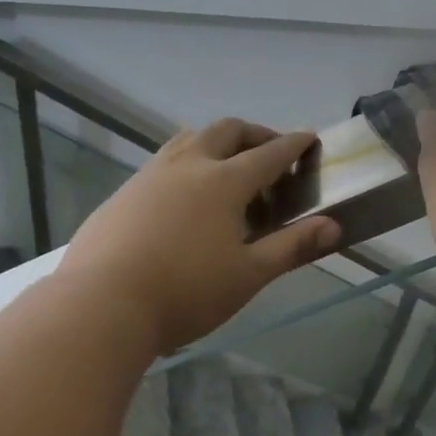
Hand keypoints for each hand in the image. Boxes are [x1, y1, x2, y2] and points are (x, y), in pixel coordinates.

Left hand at [60, 119, 341, 353]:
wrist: (102, 304)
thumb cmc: (185, 292)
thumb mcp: (248, 275)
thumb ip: (291, 247)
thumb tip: (334, 226)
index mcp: (223, 181)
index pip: (268, 153)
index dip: (293, 144)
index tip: (309, 137)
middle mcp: (186, 165)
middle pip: (226, 131)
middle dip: (254, 134)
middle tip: (269, 152)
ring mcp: (149, 175)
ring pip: (188, 140)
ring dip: (215, 144)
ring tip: (227, 169)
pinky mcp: (122, 194)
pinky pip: (162, 163)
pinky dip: (186, 164)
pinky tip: (183, 199)